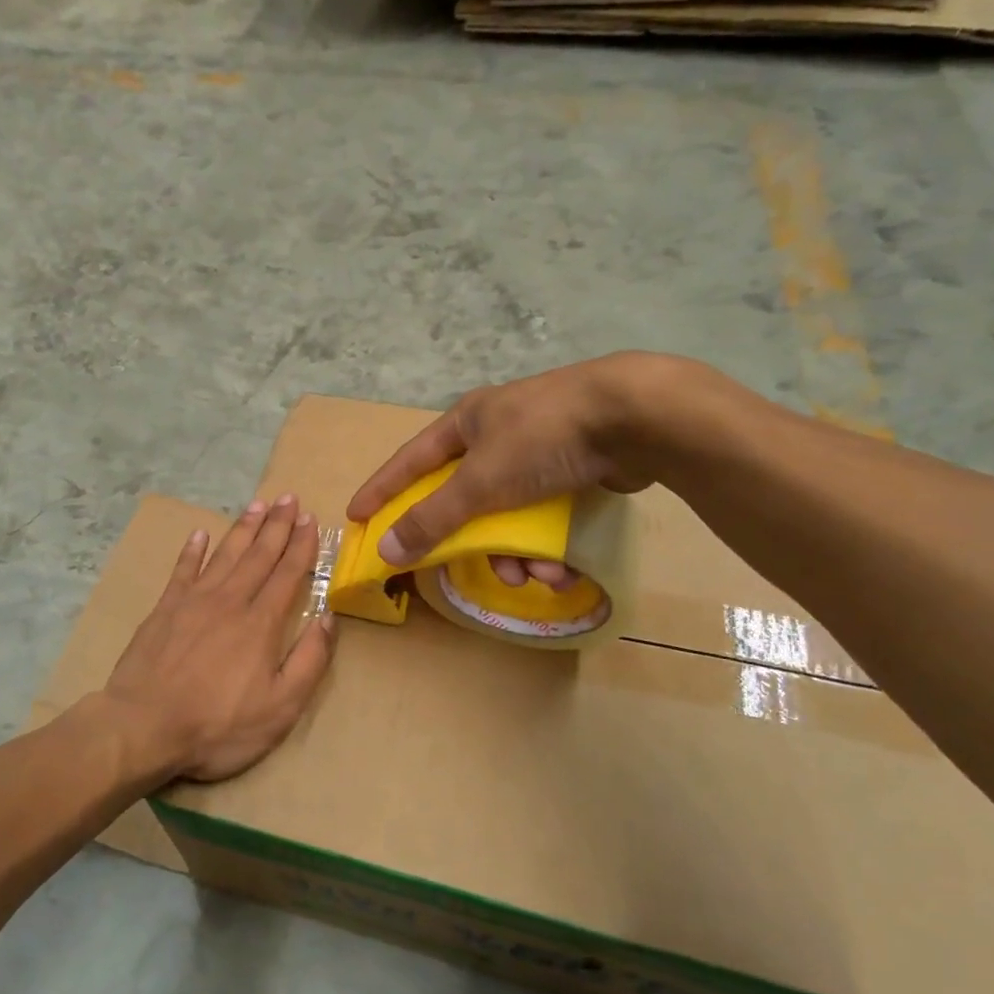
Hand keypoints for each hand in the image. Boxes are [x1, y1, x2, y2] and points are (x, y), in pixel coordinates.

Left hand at [105, 494, 335, 783]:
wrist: (143, 727)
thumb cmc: (218, 725)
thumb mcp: (281, 707)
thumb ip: (309, 660)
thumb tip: (329, 618)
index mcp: (261, 623)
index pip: (288, 574)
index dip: (301, 545)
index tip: (310, 519)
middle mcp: (230, 601)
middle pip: (258, 555)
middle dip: (276, 525)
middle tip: (288, 498)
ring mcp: (193, 602)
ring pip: (224, 555)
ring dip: (243, 529)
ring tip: (257, 505)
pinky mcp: (164, 610)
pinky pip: (182, 570)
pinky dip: (192, 550)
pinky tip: (200, 534)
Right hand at [347, 353, 687, 567]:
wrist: (636, 417)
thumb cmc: (542, 438)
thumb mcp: (479, 482)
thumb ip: (432, 519)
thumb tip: (386, 551)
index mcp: (466, 423)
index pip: (409, 460)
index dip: (382, 490)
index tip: (357, 516)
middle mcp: (497, 434)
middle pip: (462, 498)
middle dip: (466, 540)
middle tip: (459, 568)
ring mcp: (537, 451)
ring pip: (506, 515)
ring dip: (514, 553)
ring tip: (531, 576)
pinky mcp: (574, 470)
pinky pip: (542, 518)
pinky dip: (546, 546)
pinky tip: (560, 569)